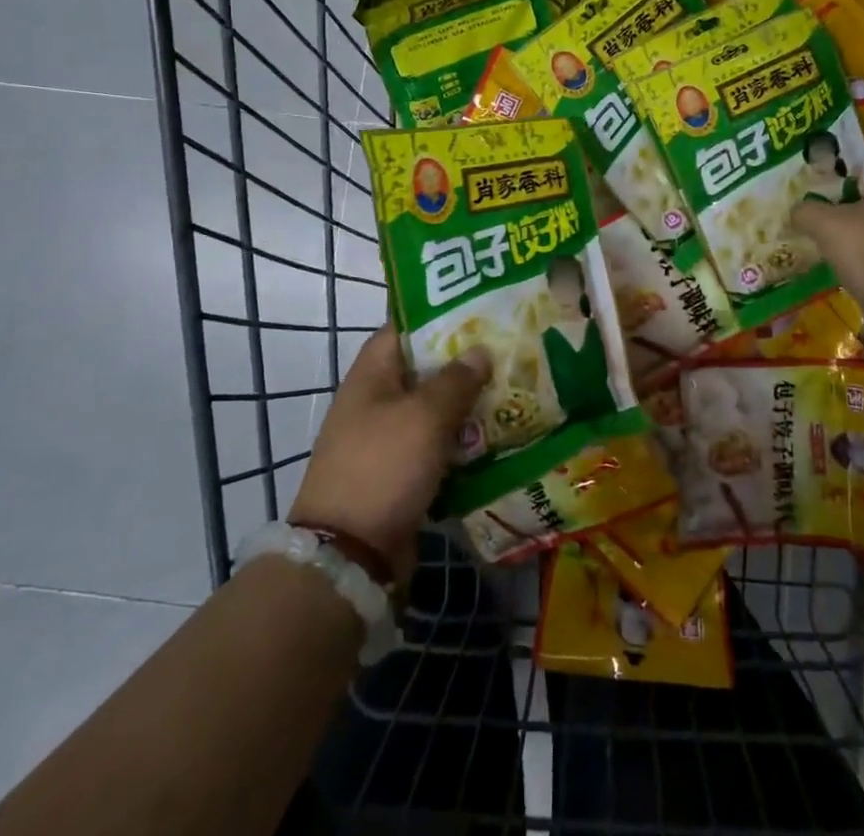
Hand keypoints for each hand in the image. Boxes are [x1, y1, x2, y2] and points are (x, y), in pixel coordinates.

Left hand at [289, 327, 489, 581]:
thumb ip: (456, 380)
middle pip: (424, 368)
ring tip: (514, 389)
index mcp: (372, 374)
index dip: (440, 314)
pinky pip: (437, 445)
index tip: (480, 308)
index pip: (405, 327)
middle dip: (465, 360)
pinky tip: (498, 436)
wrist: (349, 556)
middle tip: (509, 348)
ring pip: (434, 409)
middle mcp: (376, 401)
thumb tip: (480, 351)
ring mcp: (386, 439)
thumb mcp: (424, 415)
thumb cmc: (383, 467)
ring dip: (468, 403)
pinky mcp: (400, 473)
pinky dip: (462, 441)